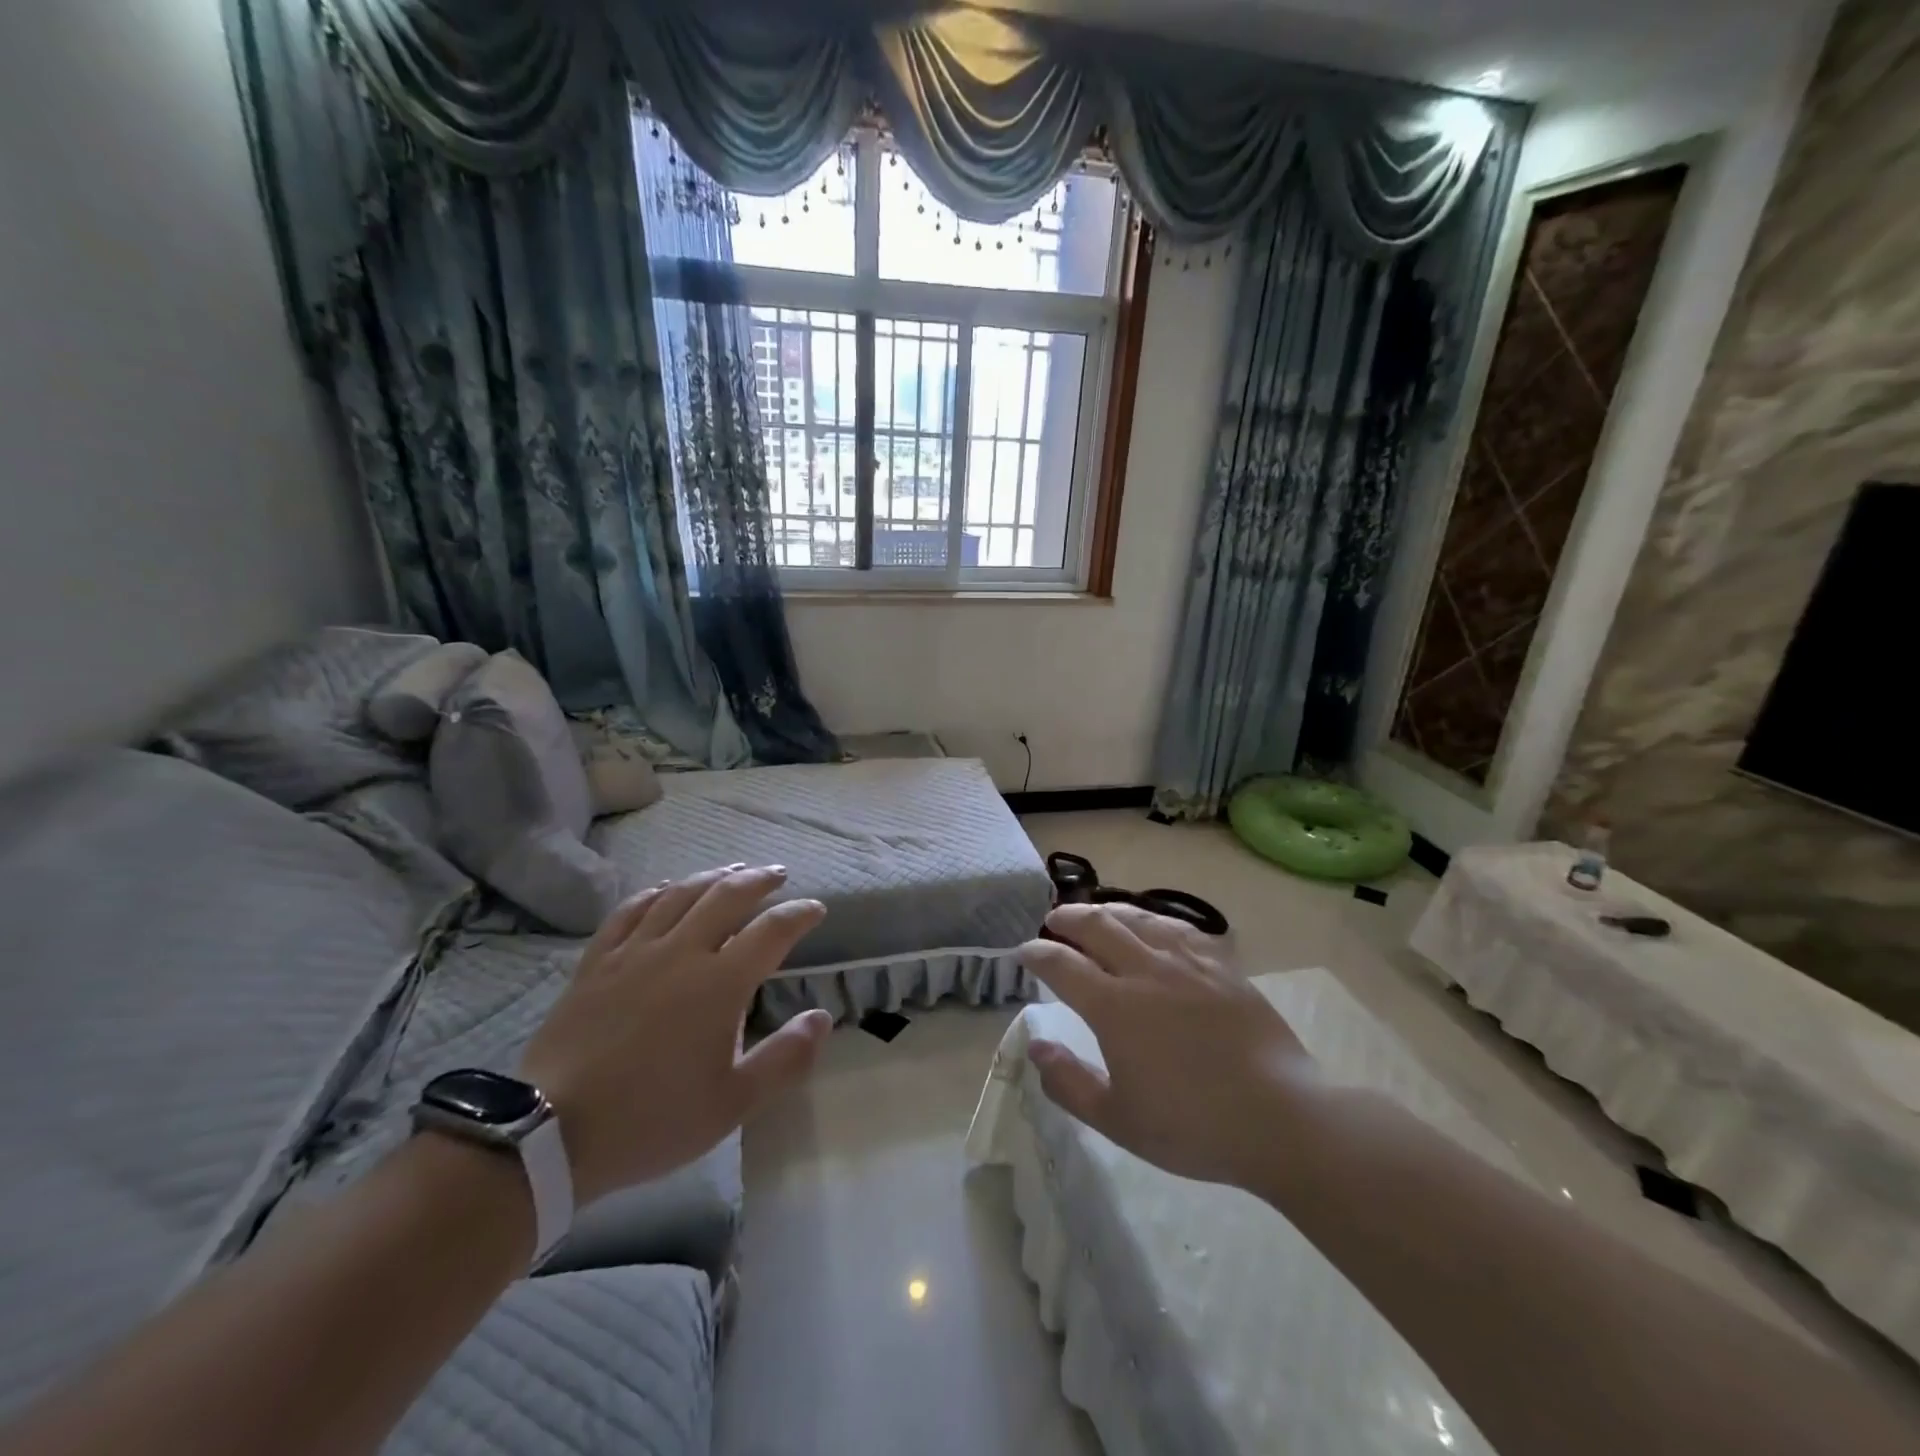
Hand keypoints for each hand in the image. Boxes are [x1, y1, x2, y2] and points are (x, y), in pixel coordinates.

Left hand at [520, 866, 830, 1205]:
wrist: (551, 1132)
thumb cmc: (652, 1119)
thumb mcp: (733, 1104)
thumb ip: (785, 1058)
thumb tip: (822, 1017)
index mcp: (720, 984)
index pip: (771, 932)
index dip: (799, 915)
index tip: (816, 909)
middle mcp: (681, 953)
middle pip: (726, 897)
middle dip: (758, 880)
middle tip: (777, 874)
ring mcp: (634, 953)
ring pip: (679, 895)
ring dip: (712, 877)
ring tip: (732, 870)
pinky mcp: (596, 962)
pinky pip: (629, 911)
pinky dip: (655, 893)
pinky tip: (665, 889)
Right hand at [1019, 903, 1313, 1189]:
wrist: (1281, 1118)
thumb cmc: (1193, 1126)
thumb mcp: (1118, 1120)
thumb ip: (1069, 1082)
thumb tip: (1036, 1046)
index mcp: (1114, 1007)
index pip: (1062, 964)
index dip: (1036, 953)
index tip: (1024, 951)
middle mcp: (1145, 971)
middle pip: (1096, 926)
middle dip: (1066, 919)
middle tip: (1053, 921)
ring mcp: (1186, 962)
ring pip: (1137, 918)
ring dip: (1107, 911)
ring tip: (1094, 913)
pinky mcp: (1221, 965)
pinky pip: (1179, 928)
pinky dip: (1154, 921)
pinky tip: (1152, 926)